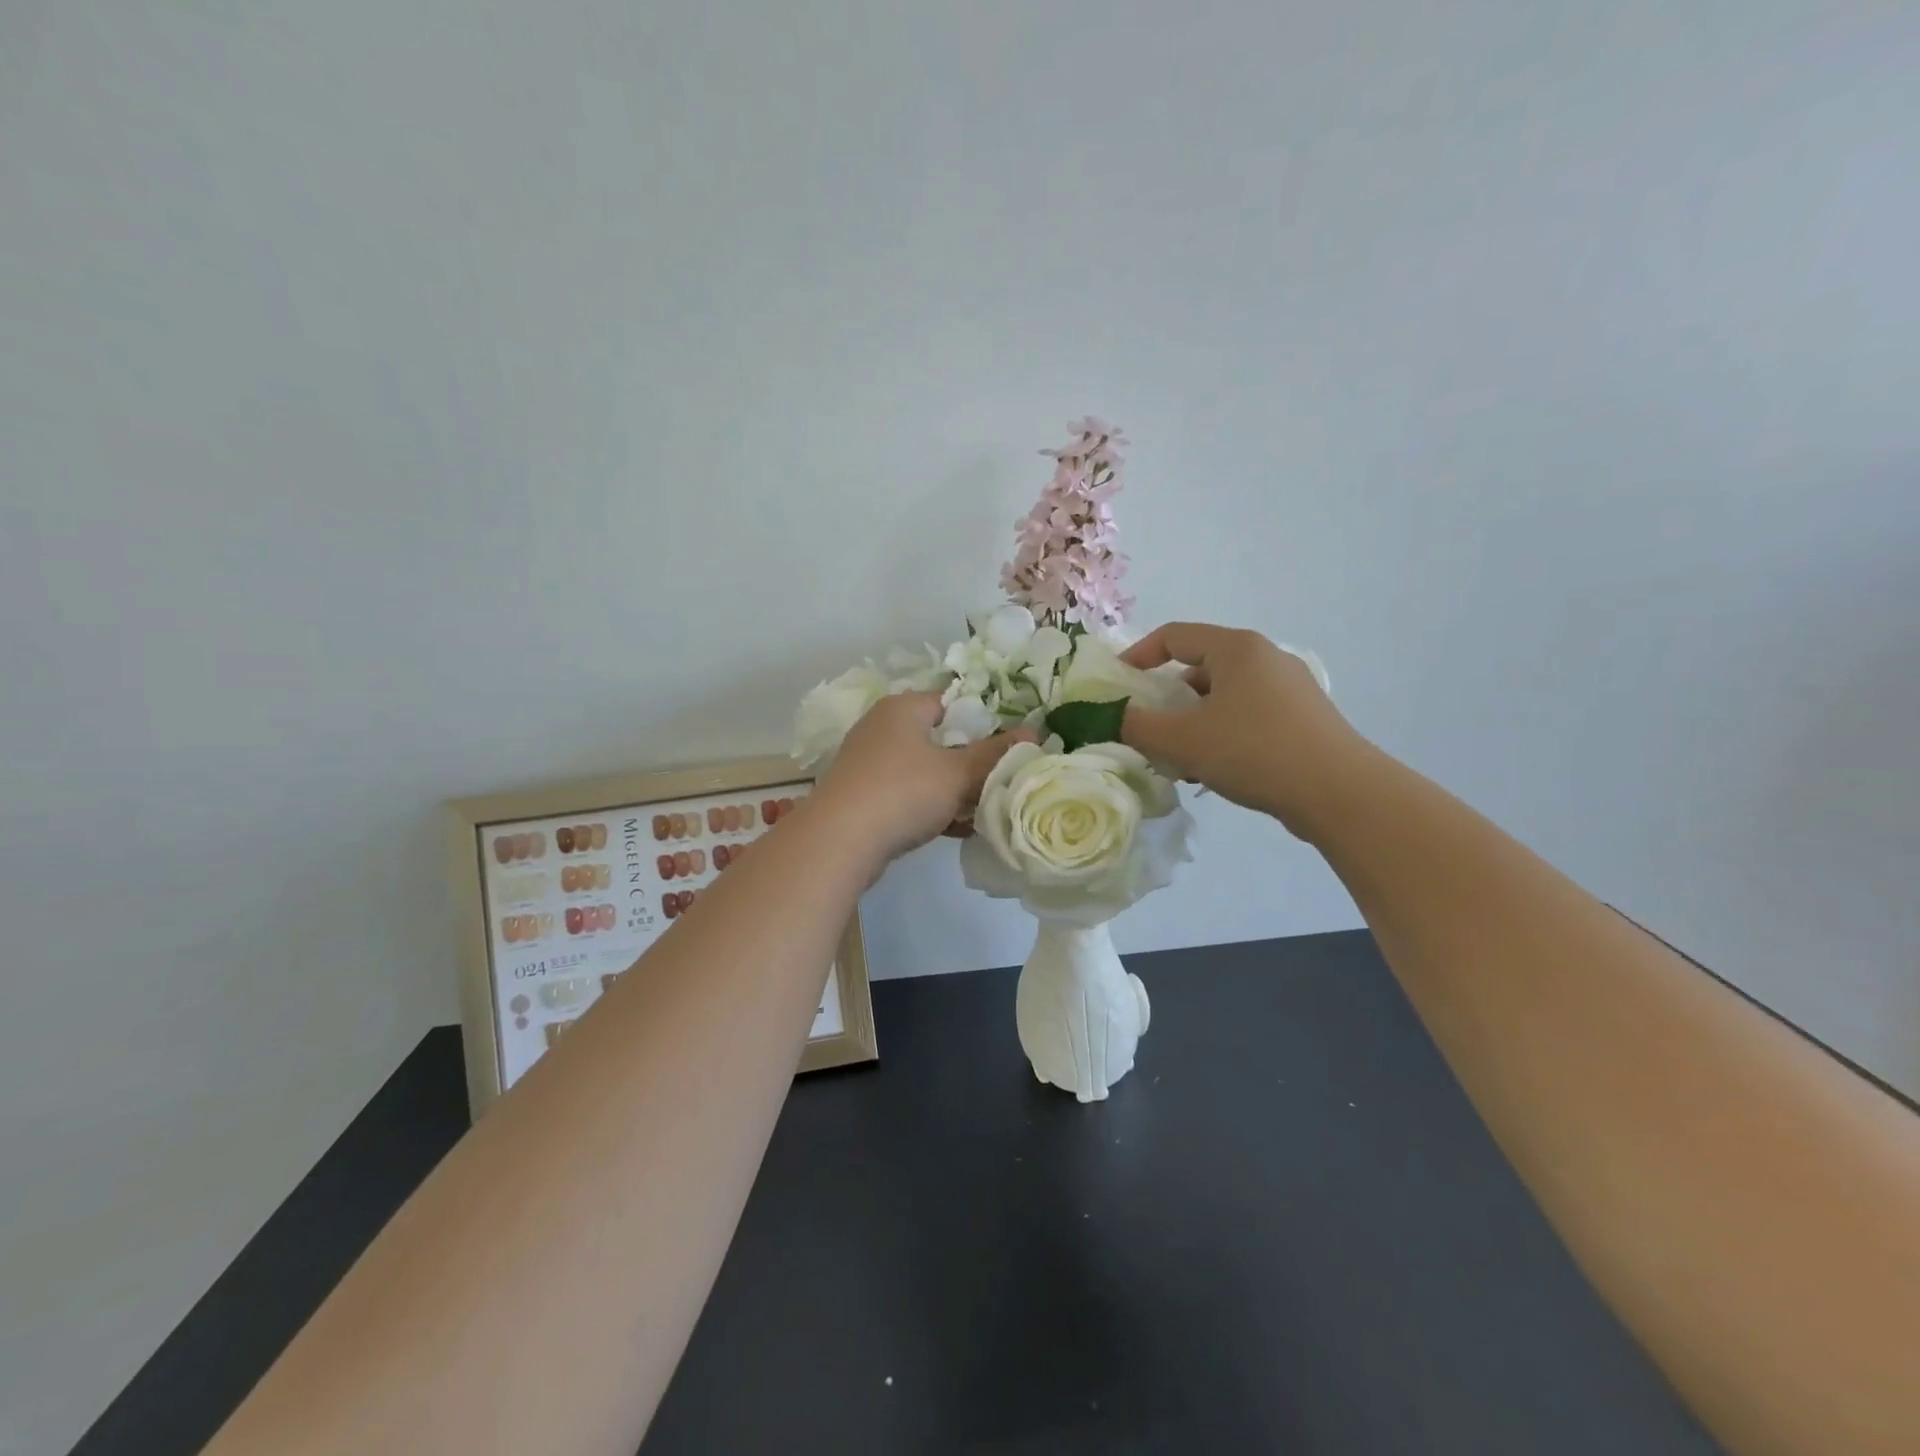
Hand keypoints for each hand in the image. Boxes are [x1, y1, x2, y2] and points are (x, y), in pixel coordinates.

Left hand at [813, 693, 1032, 866]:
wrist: (838, 842)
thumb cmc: (902, 792)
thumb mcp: (957, 773)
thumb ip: (996, 754)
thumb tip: (1035, 732)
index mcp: (903, 708)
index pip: (952, 702)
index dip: (984, 721)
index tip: (1010, 746)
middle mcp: (882, 728)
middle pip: (940, 739)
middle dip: (971, 762)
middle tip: (1002, 780)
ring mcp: (870, 764)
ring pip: (925, 771)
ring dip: (954, 790)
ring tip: (986, 809)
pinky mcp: (864, 797)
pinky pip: (908, 795)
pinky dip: (932, 807)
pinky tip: (959, 829)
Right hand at [1120, 622, 1364, 836]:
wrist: (1340, 793)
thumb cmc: (1254, 751)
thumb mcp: (1182, 739)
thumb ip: (1137, 725)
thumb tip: (1111, 717)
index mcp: (1237, 648)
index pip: (1174, 635)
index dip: (1138, 656)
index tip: (1116, 685)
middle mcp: (1265, 658)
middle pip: (1198, 669)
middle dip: (1165, 700)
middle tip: (1145, 730)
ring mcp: (1289, 689)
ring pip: (1222, 698)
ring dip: (1191, 724)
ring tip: (1176, 760)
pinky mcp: (1302, 720)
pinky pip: (1246, 717)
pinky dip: (1220, 735)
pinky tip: (1212, 771)